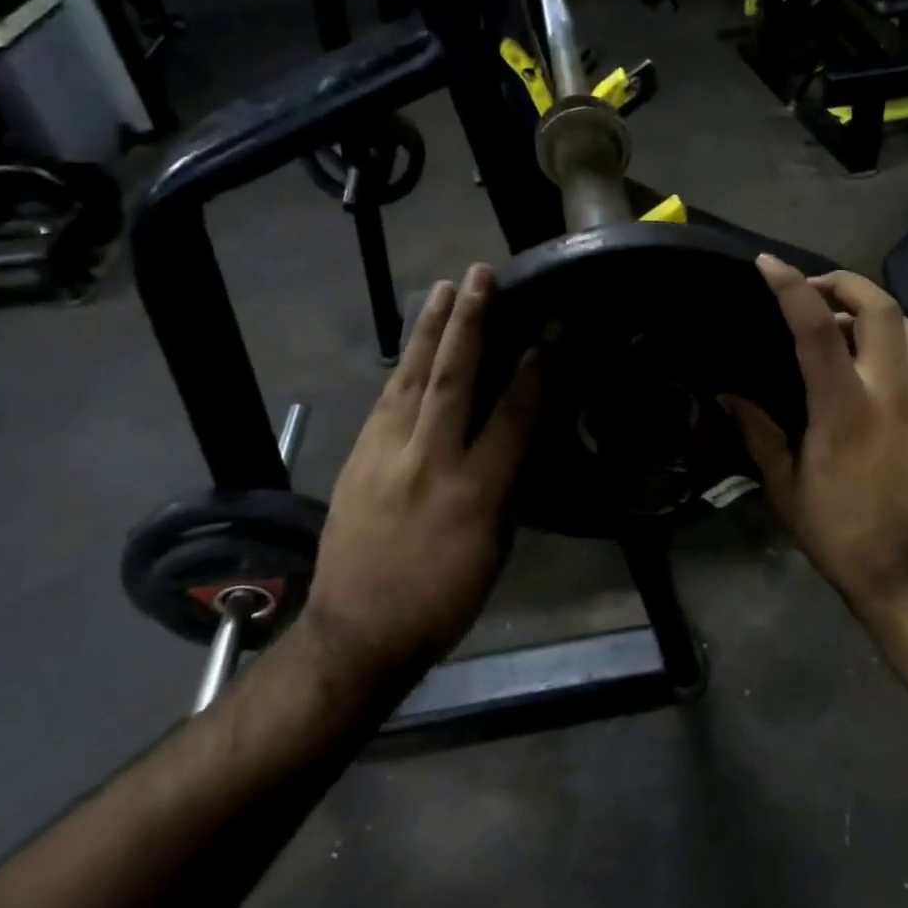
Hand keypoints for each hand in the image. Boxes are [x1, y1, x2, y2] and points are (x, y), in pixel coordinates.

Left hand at [301, 263, 540, 682]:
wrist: (358, 631)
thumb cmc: (444, 597)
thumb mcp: (495, 548)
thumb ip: (509, 486)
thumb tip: (523, 436)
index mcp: (474, 491)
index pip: (512, 415)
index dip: (535, 370)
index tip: (550, 330)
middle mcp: (427, 462)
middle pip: (451, 379)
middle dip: (470, 323)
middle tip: (481, 276)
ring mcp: (384, 455)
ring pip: (409, 379)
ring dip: (429, 330)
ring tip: (445, 290)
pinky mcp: (357, 458)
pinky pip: (386, 401)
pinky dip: (403, 367)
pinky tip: (413, 348)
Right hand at [723, 255, 907, 616]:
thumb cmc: (837, 530)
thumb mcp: (784, 485)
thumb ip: (758, 431)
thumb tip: (728, 395)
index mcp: (845, 409)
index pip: (818, 329)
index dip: (792, 288)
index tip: (769, 264)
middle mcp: (892, 393)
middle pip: (883, 308)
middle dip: (848, 282)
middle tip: (817, 289)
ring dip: (877, 313)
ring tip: (846, 328)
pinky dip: (893, 353)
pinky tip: (872, 378)